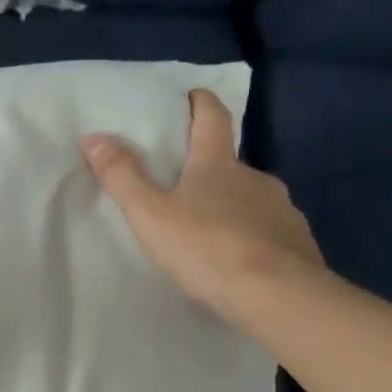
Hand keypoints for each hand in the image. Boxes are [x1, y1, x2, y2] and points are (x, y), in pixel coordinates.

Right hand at [82, 88, 325, 325]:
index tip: (192, 95)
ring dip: (231, 205)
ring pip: (251, 198)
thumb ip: (122, 176)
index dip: (201, 103)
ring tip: (208, 230)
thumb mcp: (150, 214)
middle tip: (183, 186)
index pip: (212, 118)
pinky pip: (270, 230)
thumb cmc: (207, 248)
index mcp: (218, 164)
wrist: (278, 297)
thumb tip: (93, 137)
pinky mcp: (298, 242)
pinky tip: (238, 259)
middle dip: (208, 168)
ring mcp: (282, 210)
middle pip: (229, 162)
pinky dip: (252, 236)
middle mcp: (255, 178)